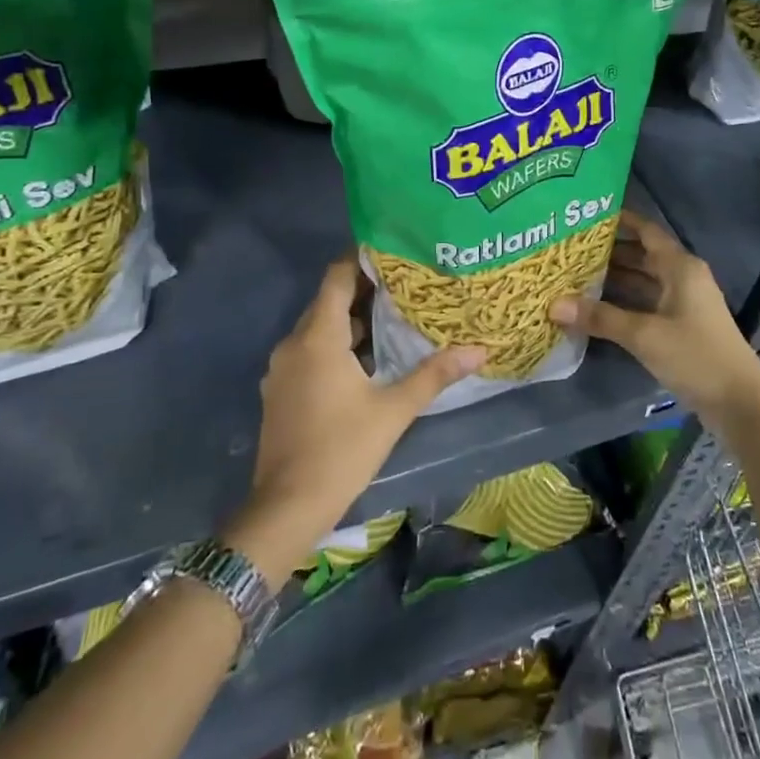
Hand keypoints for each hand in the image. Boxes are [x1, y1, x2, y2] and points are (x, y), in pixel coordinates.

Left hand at [222, 257, 484, 584]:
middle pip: (329, 301)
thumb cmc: (342, 450)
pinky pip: (310, 351)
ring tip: (394, 317)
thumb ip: (434, 374)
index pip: (337, 277)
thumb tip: (479, 349)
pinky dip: (336, 345)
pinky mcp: (280, 390)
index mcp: (318, 337)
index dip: (362, 259)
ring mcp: (282, 368)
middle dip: (365, 290)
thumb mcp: (394, 410)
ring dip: (352, 320)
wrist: (287, 506)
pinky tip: (367, 359)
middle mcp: (294, 343)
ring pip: (319, 328)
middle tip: (407, 285)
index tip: (394, 252)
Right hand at [550, 209, 759, 428]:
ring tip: (574, 276)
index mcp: (680, 267)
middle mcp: (683, 278)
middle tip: (570, 249)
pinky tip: (595, 309)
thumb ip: (600, 317)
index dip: (621, 221)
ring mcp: (683, 304)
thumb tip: (554, 304)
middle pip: (642, 256)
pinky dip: (623, 303)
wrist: (739, 402)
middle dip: (609, 253)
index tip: (587, 215)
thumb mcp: (644, 334)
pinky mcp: (681, 328)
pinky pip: (646, 305)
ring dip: (614, 280)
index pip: (647, 231)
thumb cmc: (695, 355)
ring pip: (643, 282)